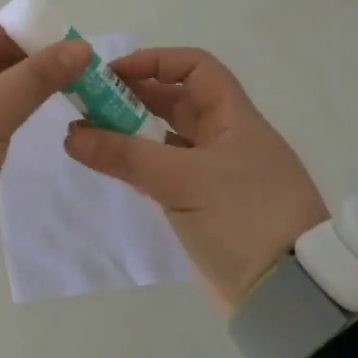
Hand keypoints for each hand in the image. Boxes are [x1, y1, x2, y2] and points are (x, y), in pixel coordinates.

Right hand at [63, 47, 326, 313]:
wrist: (287, 295)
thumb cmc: (243, 219)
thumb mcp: (182, 181)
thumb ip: (125, 155)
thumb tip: (71, 134)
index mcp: (234, 119)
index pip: (196, 67)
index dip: (155, 61)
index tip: (113, 74)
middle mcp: (226, 138)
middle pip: (176, 100)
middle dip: (132, 96)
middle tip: (87, 103)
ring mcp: (215, 172)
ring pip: (167, 137)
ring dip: (130, 131)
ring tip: (89, 134)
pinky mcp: (204, 203)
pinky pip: (164, 170)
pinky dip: (137, 164)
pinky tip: (110, 166)